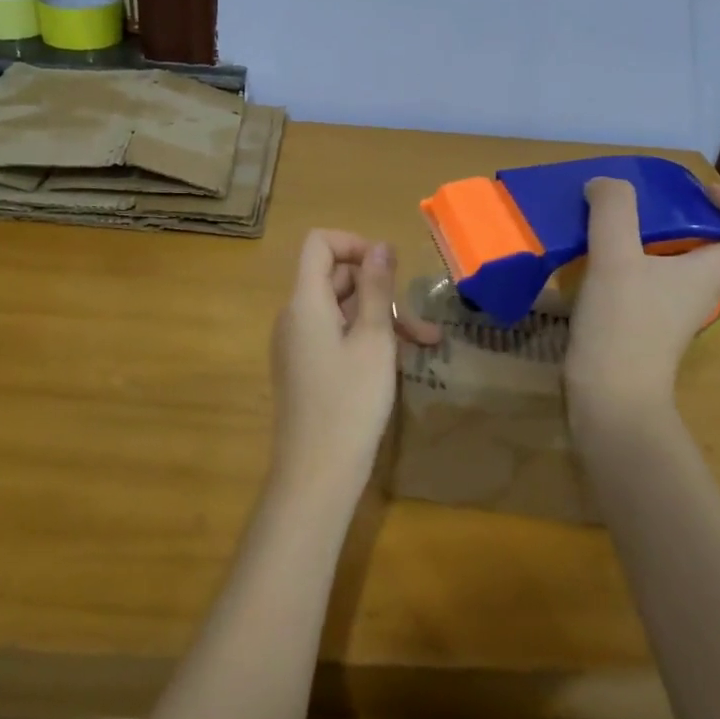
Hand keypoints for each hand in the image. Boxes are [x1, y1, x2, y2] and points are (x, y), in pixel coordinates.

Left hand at [269, 231, 441, 498]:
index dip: (355, 245)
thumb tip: (380, 246)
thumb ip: (376, 289)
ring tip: (425, 342)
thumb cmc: (350, 402)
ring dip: (380, 317)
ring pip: (340, 310)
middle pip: (334, 277)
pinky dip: (365, 338)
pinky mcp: (305, 368)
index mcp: (305, 301)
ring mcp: (297, 344)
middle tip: (418, 318)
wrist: (316, 475)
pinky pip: (334, 336)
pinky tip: (398, 360)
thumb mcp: (373, 340)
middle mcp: (294, 316)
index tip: (388, 270)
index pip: (319, 244)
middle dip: (378, 289)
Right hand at [564, 177, 719, 419]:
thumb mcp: (615, 259)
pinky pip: (644, 280)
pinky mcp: (642, 326)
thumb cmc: (624, 327)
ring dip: (647, 236)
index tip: (703, 192)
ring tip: (607, 223)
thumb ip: (614, 211)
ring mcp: (670, 311)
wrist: (609, 401)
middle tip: (641, 202)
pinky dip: (625, 262)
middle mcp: (699, 291)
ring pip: (674, 262)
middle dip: (682, 215)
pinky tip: (590, 258)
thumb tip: (606, 183)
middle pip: (713, 245)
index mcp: (711, 273)